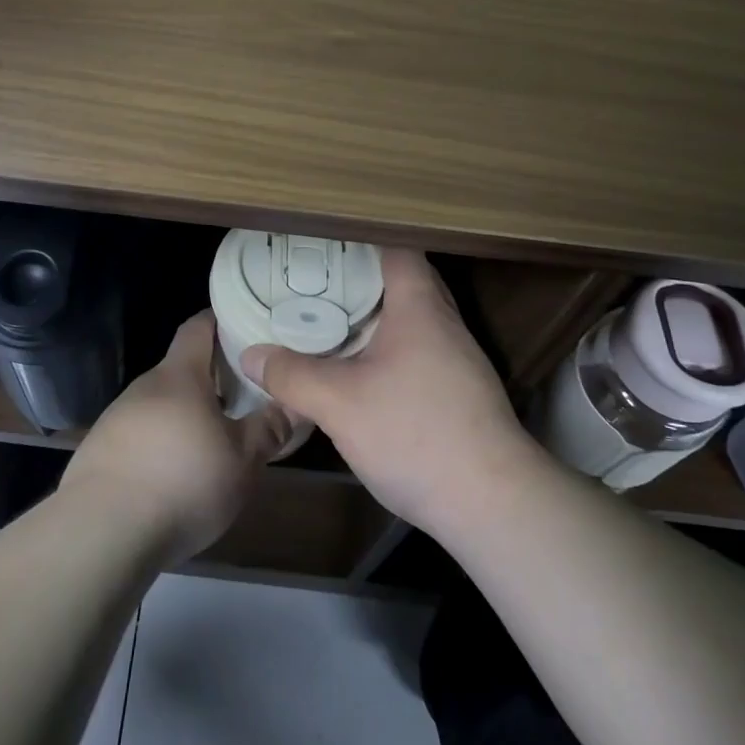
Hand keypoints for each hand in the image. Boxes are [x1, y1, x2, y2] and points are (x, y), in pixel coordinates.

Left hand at [63, 312, 290, 564]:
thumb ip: (269, 428)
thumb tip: (293, 404)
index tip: (244, 326)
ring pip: (160, 406)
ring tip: (212, 443)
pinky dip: (160, 445)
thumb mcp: (242, 460)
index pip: (198, 327)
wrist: (102, 531)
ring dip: (185, 416)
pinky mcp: (99, 452)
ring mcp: (116, 418)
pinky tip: (174, 477)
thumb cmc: (183, 482)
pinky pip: (139, 436)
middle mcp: (144, 387)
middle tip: (242, 397)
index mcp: (179, 375)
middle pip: (181, 370)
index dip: (219, 321)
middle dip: (210, 379)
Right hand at [241, 248, 534, 533]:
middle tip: (316, 284)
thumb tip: (251, 354)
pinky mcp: (461, 394)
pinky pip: (419, 352)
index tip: (323, 246)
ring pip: (412, 321)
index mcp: (419, 308)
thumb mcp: (339, 404)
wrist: (493, 504)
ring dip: (376, 319)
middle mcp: (445, 325)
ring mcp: (459, 361)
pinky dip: (389, 350)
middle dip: (361, 280)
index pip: (397, 249)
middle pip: (405, 283)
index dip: (361, 240)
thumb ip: (292, 376)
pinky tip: (362, 374)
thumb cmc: (415, 434)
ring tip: (331, 323)